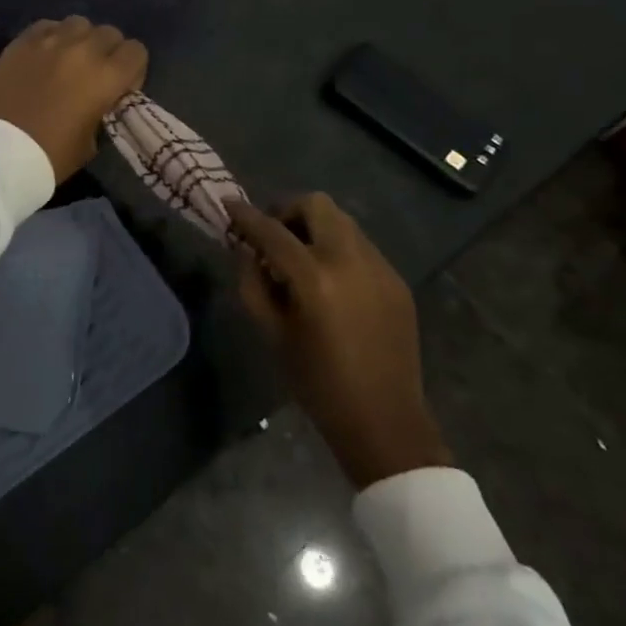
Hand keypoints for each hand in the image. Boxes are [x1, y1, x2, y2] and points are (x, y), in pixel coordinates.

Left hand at [0, 17, 147, 182]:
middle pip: (109, 33)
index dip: (132, 70)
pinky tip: (44, 56)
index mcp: (106, 77)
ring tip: (68, 61)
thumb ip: (102, 111)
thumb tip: (99, 101)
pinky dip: (51, 37)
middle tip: (94, 75)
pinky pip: (46, 26)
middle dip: (108, 52)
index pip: (136, 51)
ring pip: (78, 23)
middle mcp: (81, 50)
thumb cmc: (50, 156)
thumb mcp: (91, 142)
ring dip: (80, 39)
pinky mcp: (20, 42)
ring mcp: (48, 41)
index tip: (120, 88)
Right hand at [226, 193, 450, 489]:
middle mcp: (350, 262)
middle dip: (288, 212)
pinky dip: (338, 249)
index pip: (272, 231)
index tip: (228, 204)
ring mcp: (380, 268)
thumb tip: (247, 250)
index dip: (246, 215)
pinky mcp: (397, 281)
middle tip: (273, 237)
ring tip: (301, 259)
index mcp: (315, 279)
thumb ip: (252, 283)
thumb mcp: (271, 333)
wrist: (385, 422)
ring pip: (342, 221)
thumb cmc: (317, 382)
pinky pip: (361, 246)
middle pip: (316, 205)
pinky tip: (331, 282)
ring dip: (315, 228)